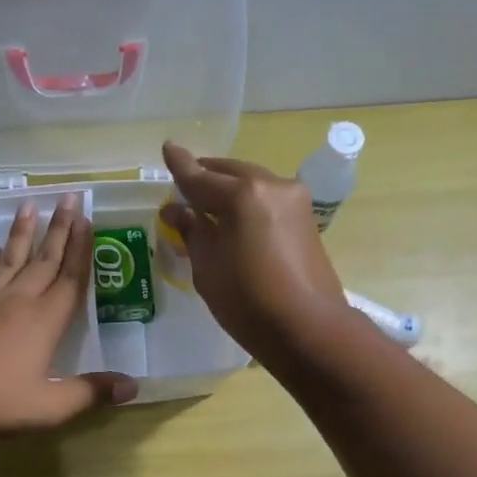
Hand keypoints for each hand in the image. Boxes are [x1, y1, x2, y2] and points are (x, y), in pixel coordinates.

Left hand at [0, 192, 136, 434]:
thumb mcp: (50, 406)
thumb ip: (91, 393)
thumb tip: (134, 386)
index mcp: (46, 320)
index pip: (71, 277)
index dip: (82, 249)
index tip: (88, 220)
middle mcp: (19, 299)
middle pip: (45, 258)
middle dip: (60, 228)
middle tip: (70, 197)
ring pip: (11, 257)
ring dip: (24, 232)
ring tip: (31, 205)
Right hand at [162, 142, 348, 360]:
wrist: (309, 328)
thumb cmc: (248, 302)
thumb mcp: (207, 268)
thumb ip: (192, 231)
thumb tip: (176, 210)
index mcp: (241, 195)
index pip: (200, 177)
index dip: (180, 166)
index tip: (167, 148)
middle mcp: (270, 185)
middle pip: (229, 173)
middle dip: (206, 176)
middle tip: (184, 184)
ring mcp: (293, 199)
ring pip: (251, 182)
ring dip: (228, 188)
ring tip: (207, 202)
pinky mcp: (306, 218)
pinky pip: (267, 198)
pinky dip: (247, 202)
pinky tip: (234, 216)